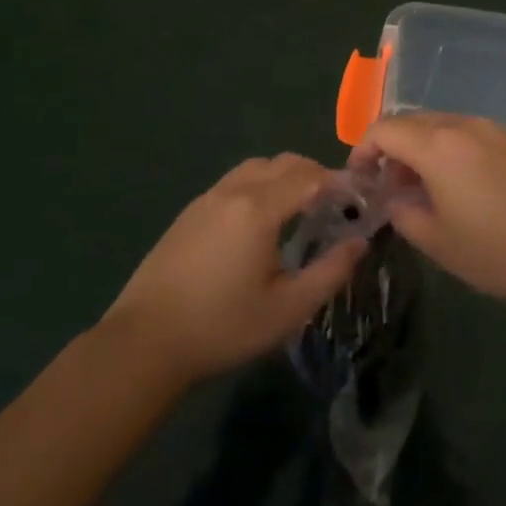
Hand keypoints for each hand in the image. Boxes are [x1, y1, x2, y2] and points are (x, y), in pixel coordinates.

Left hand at [101, 154, 367, 384]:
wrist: (145, 342)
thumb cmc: (223, 327)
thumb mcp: (288, 309)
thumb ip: (330, 271)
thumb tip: (359, 242)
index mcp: (258, 209)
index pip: (309, 177)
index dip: (338, 182)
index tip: (359, 198)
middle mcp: (232, 192)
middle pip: (283, 163)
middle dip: (314, 174)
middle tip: (334, 204)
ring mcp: (206, 199)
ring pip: (255, 168)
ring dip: (284, 176)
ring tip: (299, 209)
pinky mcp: (189, 213)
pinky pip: (234, 182)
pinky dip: (259, 186)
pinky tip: (260, 222)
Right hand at [357, 114, 505, 312]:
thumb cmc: (500, 251)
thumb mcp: (438, 242)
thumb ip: (403, 213)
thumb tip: (394, 198)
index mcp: (437, 145)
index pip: (384, 129)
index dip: (363, 149)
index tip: (359, 177)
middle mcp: (465, 125)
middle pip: (413, 121)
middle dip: (392, 148)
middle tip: (389, 186)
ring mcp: (496, 130)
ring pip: (443, 126)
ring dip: (422, 149)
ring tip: (424, 189)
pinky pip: (470, 135)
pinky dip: (451, 151)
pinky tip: (462, 187)